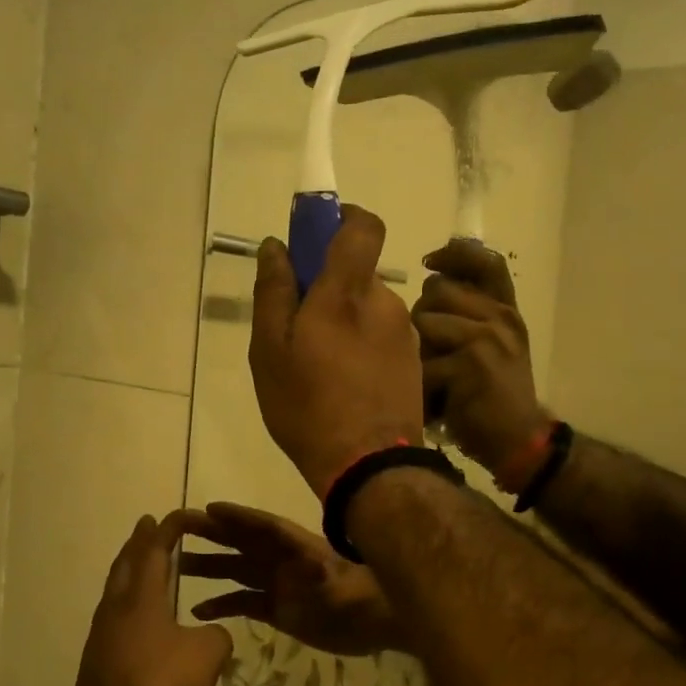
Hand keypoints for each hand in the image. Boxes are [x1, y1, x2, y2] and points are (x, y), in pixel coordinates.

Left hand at [72, 512, 232, 685]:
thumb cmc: (158, 685)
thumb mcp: (206, 656)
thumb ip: (216, 635)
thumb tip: (211, 633)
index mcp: (141, 596)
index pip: (155, 549)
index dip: (169, 528)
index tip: (182, 515)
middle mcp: (117, 606)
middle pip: (126, 562)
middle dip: (139, 541)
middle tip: (148, 524)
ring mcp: (103, 632)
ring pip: (116, 587)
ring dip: (130, 568)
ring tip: (144, 563)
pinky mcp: (99, 657)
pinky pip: (115, 613)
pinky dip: (129, 598)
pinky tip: (141, 614)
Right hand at [178, 503, 403, 655]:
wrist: (380, 625)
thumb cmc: (365, 599)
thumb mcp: (346, 587)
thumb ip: (330, 576)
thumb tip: (313, 565)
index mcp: (297, 548)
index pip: (263, 527)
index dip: (238, 517)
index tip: (209, 509)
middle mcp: (282, 561)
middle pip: (242, 543)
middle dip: (212, 534)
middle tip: (178, 528)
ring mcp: (279, 585)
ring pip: (236, 571)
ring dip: (209, 568)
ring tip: (177, 568)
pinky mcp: (278, 610)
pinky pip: (243, 602)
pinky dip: (222, 605)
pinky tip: (198, 610)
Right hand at [248, 206, 423, 496]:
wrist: (370, 466)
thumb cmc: (309, 406)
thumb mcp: (270, 351)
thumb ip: (273, 291)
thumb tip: (276, 246)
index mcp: (347, 291)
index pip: (363, 226)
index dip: (342, 219)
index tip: (316, 236)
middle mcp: (385, 303)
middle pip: (357, 276)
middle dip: (328, 290)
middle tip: (298, 330)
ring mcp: (405, 334)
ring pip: (368, 310)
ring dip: (344, 323)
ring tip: (319, 368)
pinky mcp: (414, 362)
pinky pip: (382, 338)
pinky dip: (362, 348)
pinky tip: (344, 385)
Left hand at [412, 237, 547, 474]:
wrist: (519, 440)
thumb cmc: (494, 394)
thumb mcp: (492, 345)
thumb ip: (469, 313)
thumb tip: (431, 278)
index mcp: (505, 310)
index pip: (487, 262)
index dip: (456, 253)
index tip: (431, 261)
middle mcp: (501, 317)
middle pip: (437, 289)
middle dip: (424, 316)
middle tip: (435, 351)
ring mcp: (488, 338)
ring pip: (424, 320)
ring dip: (419, 350)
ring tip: (436, 375)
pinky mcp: (471, 364)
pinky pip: (422, 360)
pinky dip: (421, 384)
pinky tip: (436, 398)